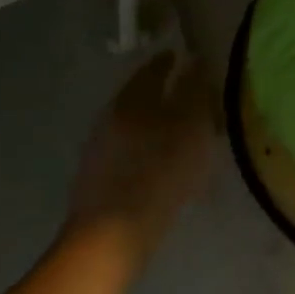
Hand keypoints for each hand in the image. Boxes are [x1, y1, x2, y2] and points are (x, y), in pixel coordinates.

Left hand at [64, 52, 217, 273]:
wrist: (111, 237)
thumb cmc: (159, 172)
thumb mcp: (190, 126)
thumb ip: (194, 91)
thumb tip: (195, 61)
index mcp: (132, 99)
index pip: (152, 69)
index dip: (168, 61)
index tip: (183, 56)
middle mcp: (111, 117)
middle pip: (140, 96)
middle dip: (163, 91)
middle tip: (189, 93)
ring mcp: (100, 149)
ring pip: (134, 123)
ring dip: (156, 121)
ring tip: (181, 129)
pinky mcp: (98, 178)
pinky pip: (129, 148)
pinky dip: (148, 145)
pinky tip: (163, 159)